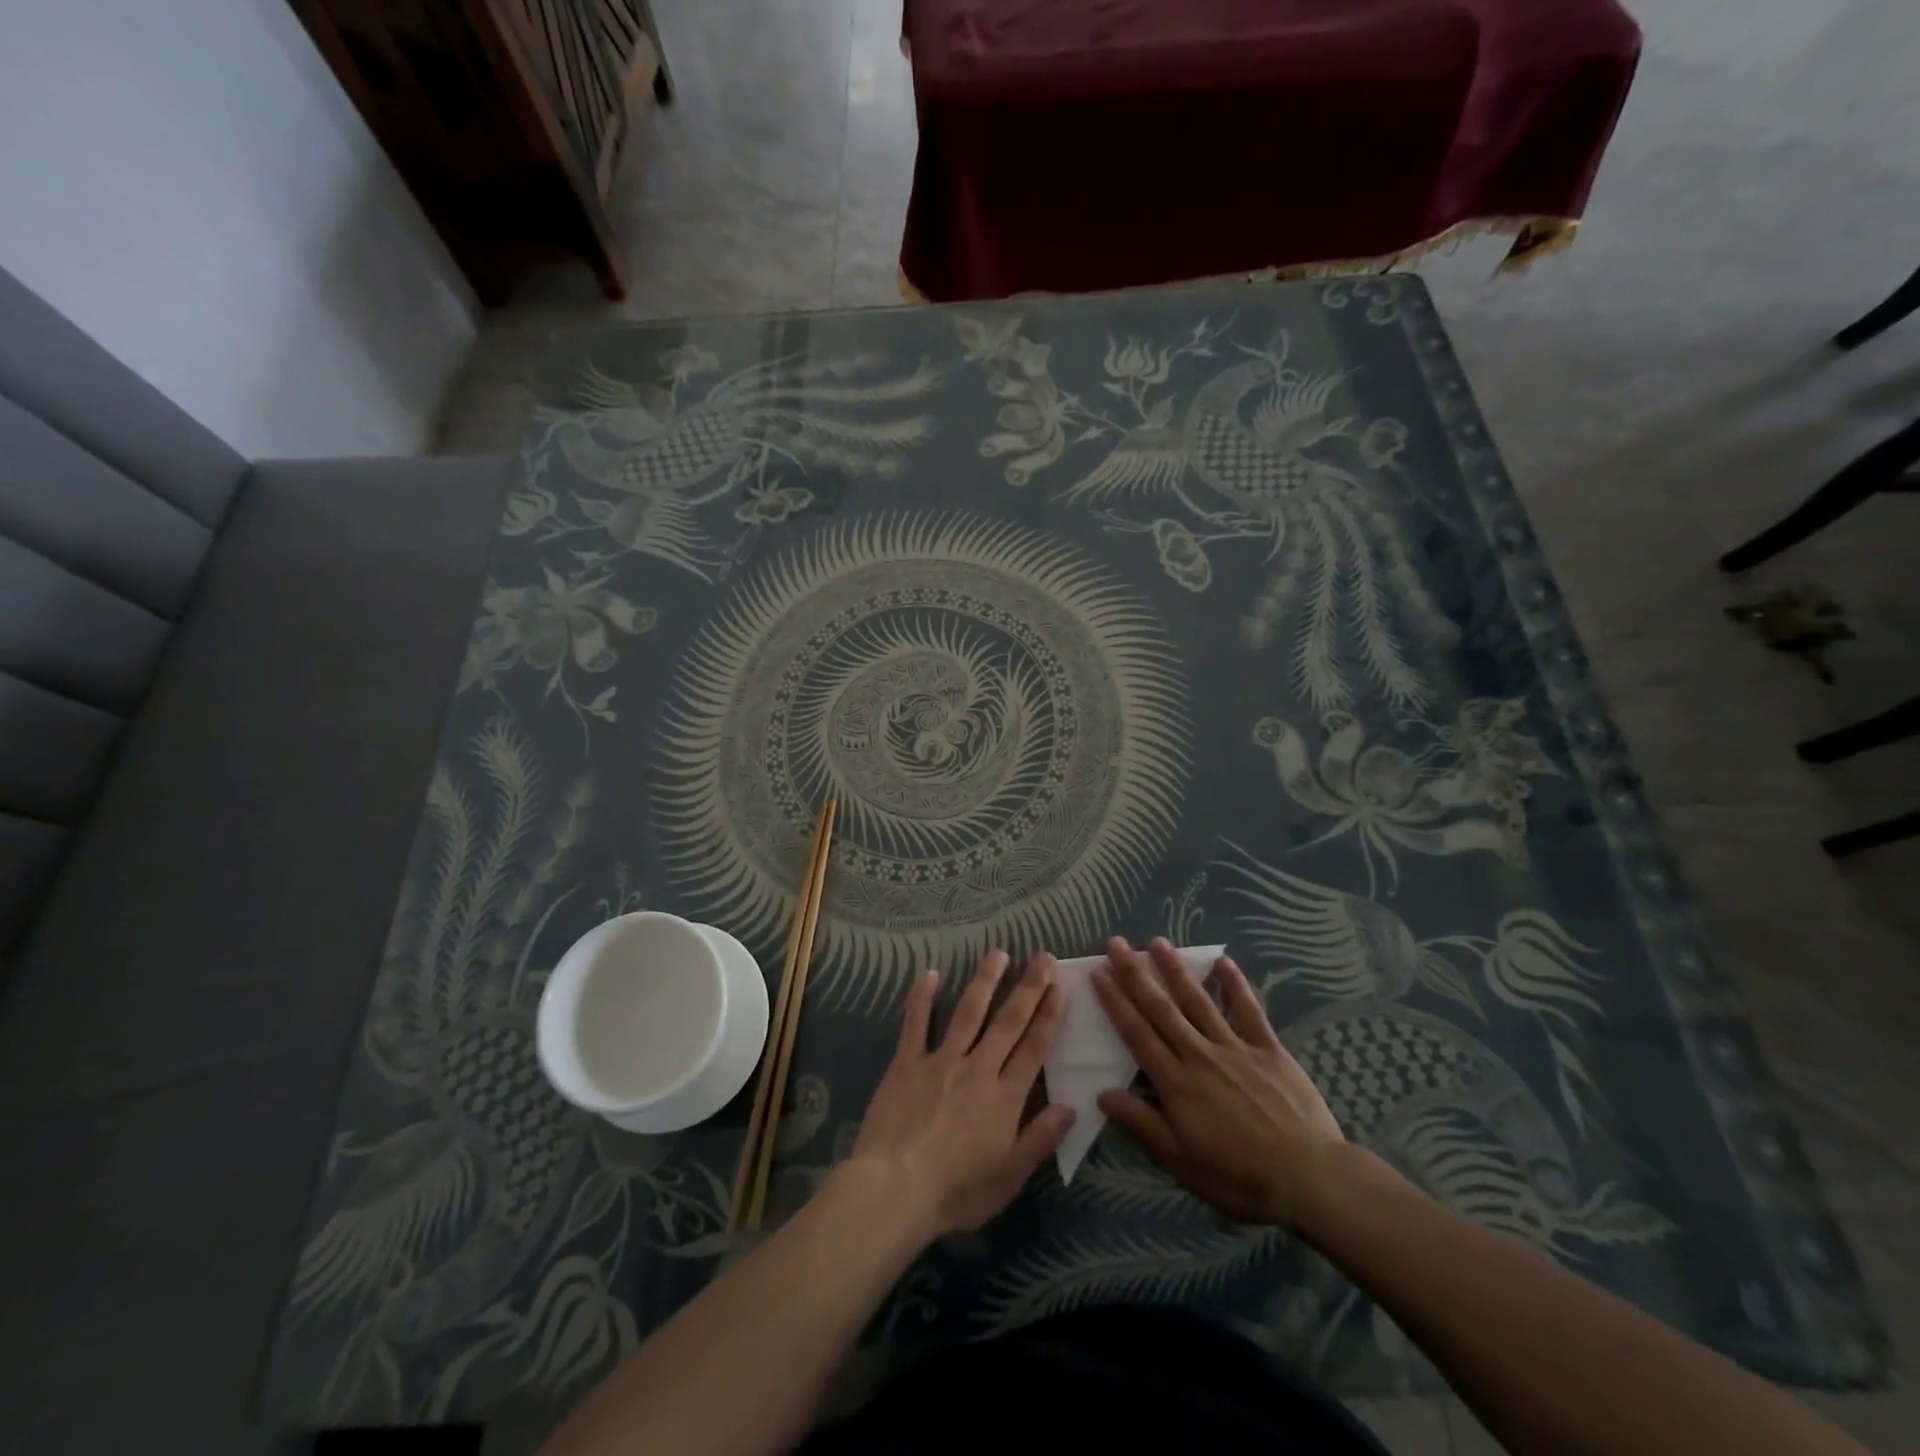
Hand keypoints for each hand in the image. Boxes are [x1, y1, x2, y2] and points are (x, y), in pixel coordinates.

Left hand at [850, 950, 1074, 1238]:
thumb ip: (1040, 1139)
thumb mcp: (1009, 1177)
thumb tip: (1071, 1106)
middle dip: (1028, 988)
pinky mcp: (906, 1063)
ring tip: (998, 953)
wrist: (895, 1190)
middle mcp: (977, 1069)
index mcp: (1004, 1097)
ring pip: (968, 1013)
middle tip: (1042, 956)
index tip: (1060, 986)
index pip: (1034, 1048)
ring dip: (984, 981)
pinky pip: (916, 1024)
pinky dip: (922, 998)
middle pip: (1008, 1022)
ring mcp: (940, 1061)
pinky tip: (928, 973)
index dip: (1049, 1015)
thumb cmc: (957, 1191)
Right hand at [1092, 936, 1344, 1227]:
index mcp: (1177, 1083)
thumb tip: (1102, 1093)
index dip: (1115, 1002)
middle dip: (1136, 974)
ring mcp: (1236, 1048)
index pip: (1137, 1034)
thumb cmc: (1240, 1177)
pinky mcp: (1269, 1050)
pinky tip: (1223, 961)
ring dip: (1176, 970)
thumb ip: (1142, 1125)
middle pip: (1162, 1009)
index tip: (1098, 973)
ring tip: (1157, 942)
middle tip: (1117, 943)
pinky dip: (1236, 985)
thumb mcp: (1182, 1162)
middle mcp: (1200, 1055)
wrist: (1311, 1179)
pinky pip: (1250, 1011)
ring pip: (1199, 1002)